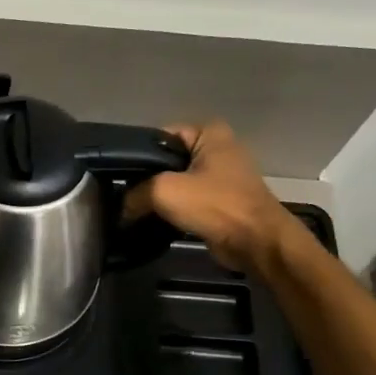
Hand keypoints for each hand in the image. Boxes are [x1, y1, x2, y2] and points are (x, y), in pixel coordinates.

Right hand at [123, 120, 295, 272]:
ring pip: (175, 181)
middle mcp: (217, 148)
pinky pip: (187, 199)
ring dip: (158, 197)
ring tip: (133, 209)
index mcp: (209, 132)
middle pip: (166, 160)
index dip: (137, 155)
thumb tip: (122, 208)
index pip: (159, 136)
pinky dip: (172, 209)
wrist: (256, 242)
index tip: (118, 175)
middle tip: (123, 195)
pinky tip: (153, 220)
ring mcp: (221, 175)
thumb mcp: (164, 191)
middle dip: (146, 178)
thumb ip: (135, 193)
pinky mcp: (220, 200)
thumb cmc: (215, 205)